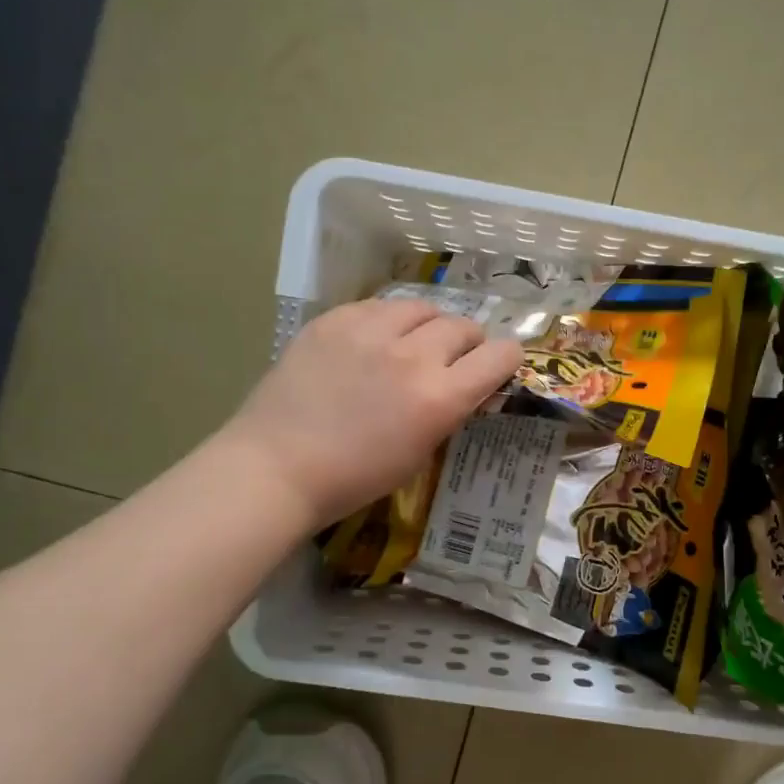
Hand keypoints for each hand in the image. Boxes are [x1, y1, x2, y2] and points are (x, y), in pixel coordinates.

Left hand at [225, 298, 522, 528]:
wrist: (277, 466)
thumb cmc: (354, 477)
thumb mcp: (420, 453)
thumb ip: (449, 411)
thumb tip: (466, 387)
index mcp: (440, 397)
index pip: (500, 355)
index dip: (506, 360)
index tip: (497, 368)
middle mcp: (413, 355)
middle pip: (464, 326)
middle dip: (468, 344)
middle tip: (452, 361)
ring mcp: (370, 331)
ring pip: (423, 307)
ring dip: (429, 326)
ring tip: (413, 343)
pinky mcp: (335, 319)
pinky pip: (379, 306)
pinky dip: (388, 321)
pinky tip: (374, 341)